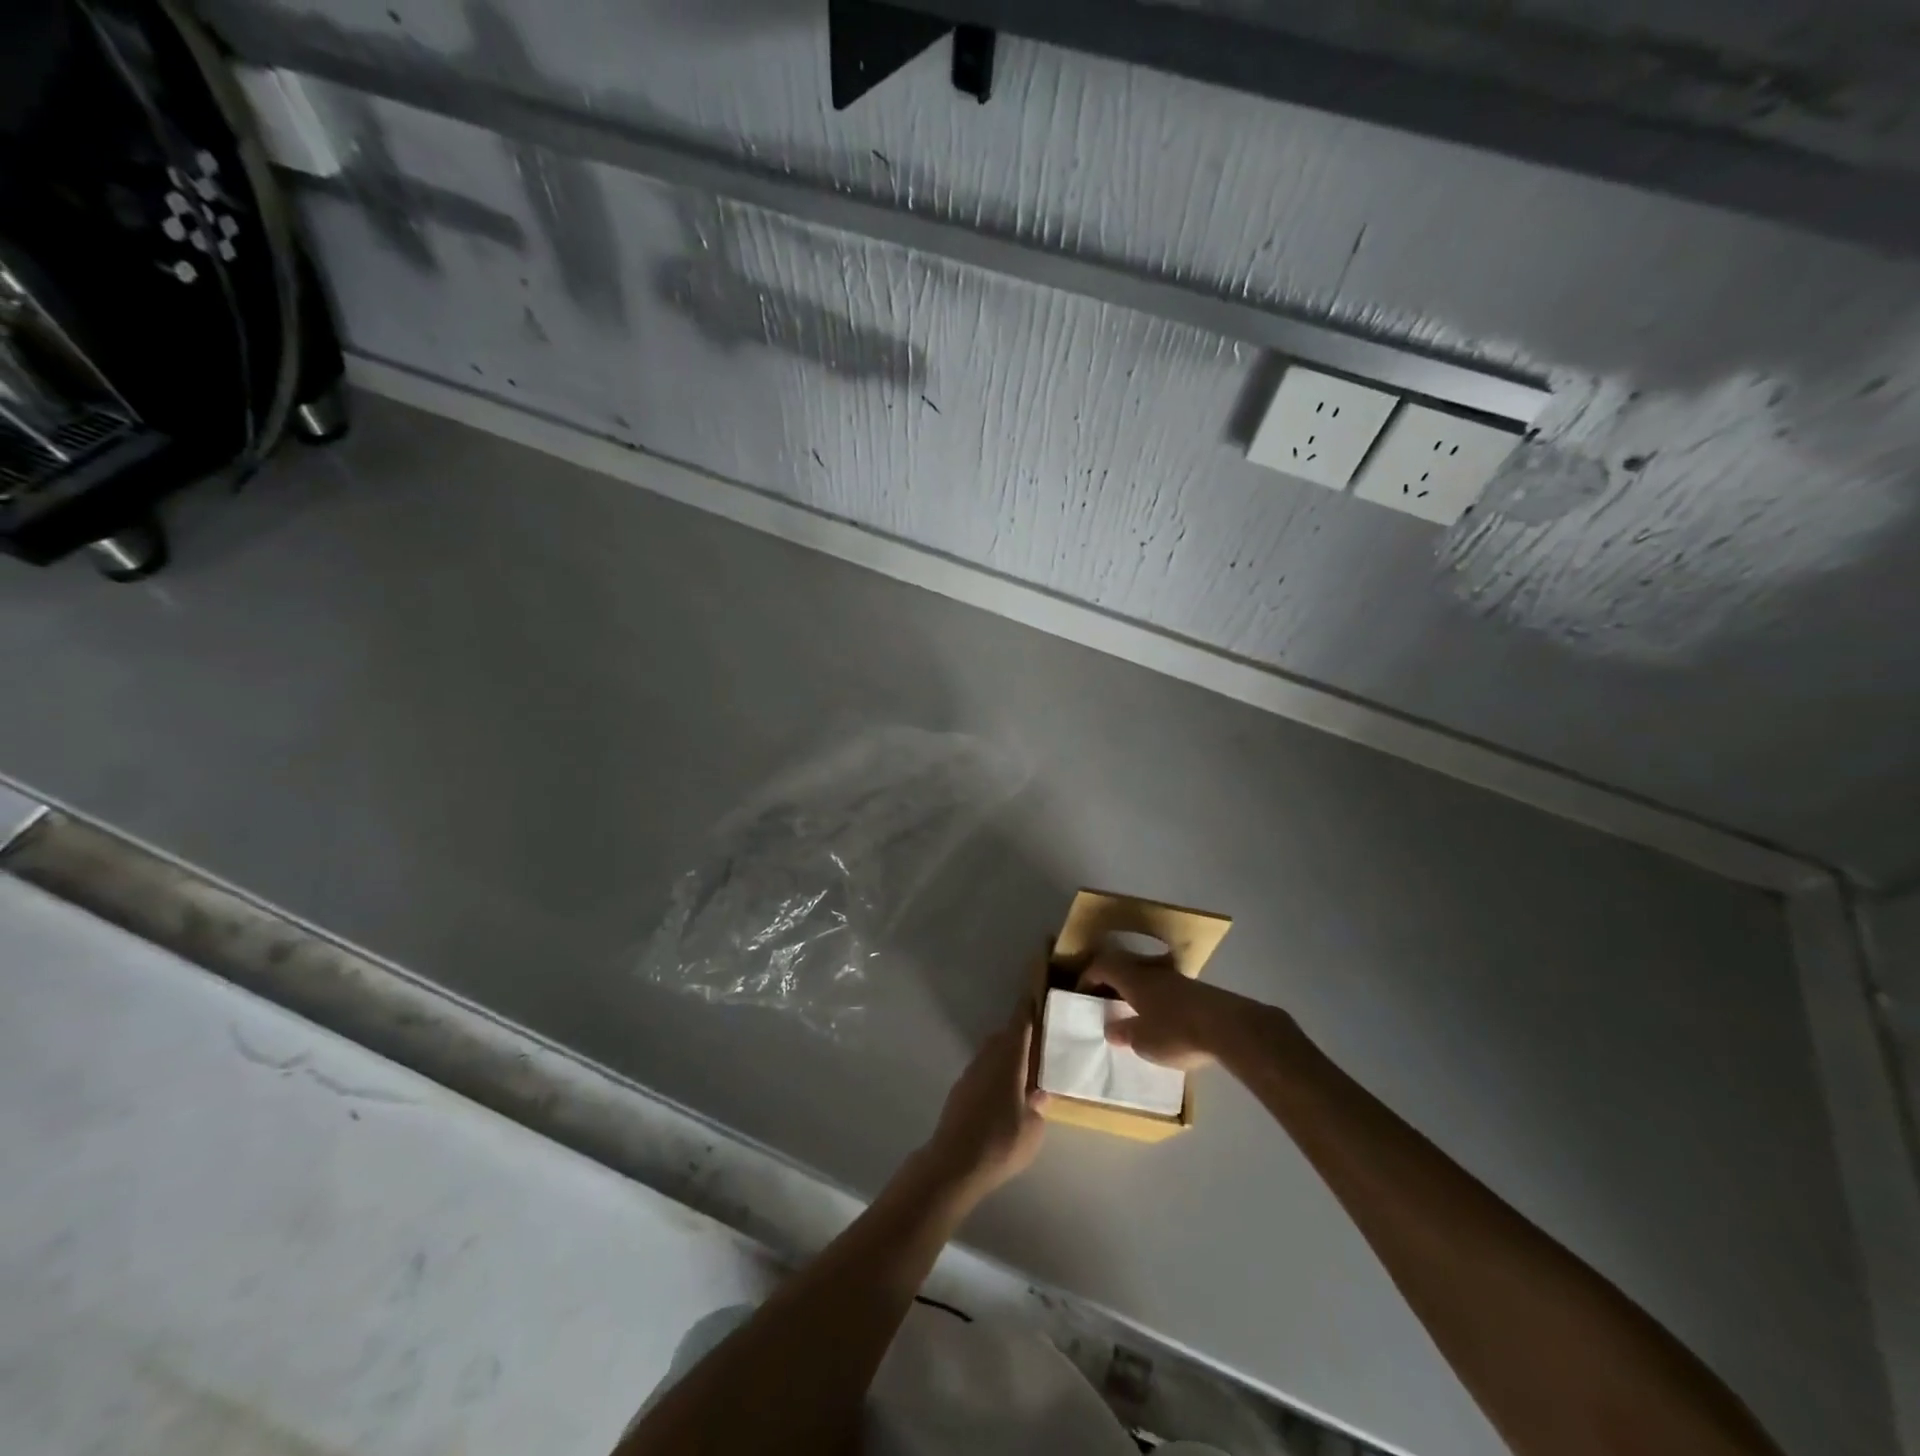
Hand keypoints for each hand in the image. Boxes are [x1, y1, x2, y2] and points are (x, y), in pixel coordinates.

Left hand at [922, 1002, 1048, 1200]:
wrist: (953, 1164)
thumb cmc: (1000, 1143)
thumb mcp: (1033, 1129)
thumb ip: (1038, 1106)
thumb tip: (1039, 1092)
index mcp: (1008, 1060)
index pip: (1019, 1024)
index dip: (1028, 1010)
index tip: (1036, 997)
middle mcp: (987, 1059)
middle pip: (1004, 1037)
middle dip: (1020, 1036)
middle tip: (1039, 1045)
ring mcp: (970, 1074)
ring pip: (991, 1054)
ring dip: (1006, 1056)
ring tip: (1024, 1073)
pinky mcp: (960, 1091)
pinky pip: (982, 1071)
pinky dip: (995, 1073)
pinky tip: (1004, 1095)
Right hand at [1079, 953, 1279, 1069]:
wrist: (1228, 1028)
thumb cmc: (1176, 1031)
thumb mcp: (1143, 1041)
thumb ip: (1124, 1032)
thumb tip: (1111, 1028)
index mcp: (1134, 979)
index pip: (1104, 966)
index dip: (1089, 976)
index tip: (1081, 991)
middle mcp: (1153, 973)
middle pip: (1126, 969)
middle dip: (1113, 983)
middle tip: (1105, 1002)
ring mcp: (1178, 980)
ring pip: (1148, 979)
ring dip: (1137, 992)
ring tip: (1133, 1014)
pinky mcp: (1197, 992)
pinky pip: (1167, 991)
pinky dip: (1157, 1002)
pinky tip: (1162, 1022)